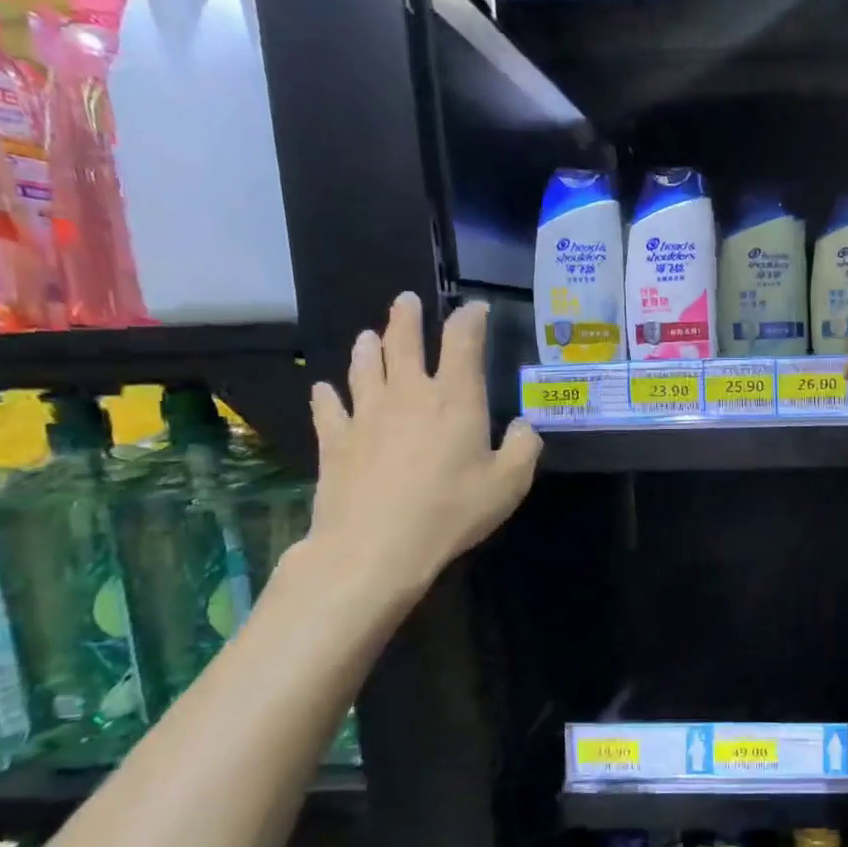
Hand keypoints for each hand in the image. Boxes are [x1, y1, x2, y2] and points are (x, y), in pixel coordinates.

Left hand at [304, 292, 540, 606]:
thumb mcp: (509, 483)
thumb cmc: (452, 511)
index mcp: (455, 399)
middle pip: (403, 342)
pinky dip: (327, 395)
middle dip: (408, 317)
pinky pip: (329, 407)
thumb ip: (523, 447)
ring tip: (369, 335)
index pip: (463, 342)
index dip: (470, 319)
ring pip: (364, 367)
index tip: (476, 308)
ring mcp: (366, 414)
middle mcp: (408, 394)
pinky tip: (324, 389)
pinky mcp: (335, 440)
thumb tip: (522, 426)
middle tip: (407, 300)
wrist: (376, 546)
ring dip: (369, 347)